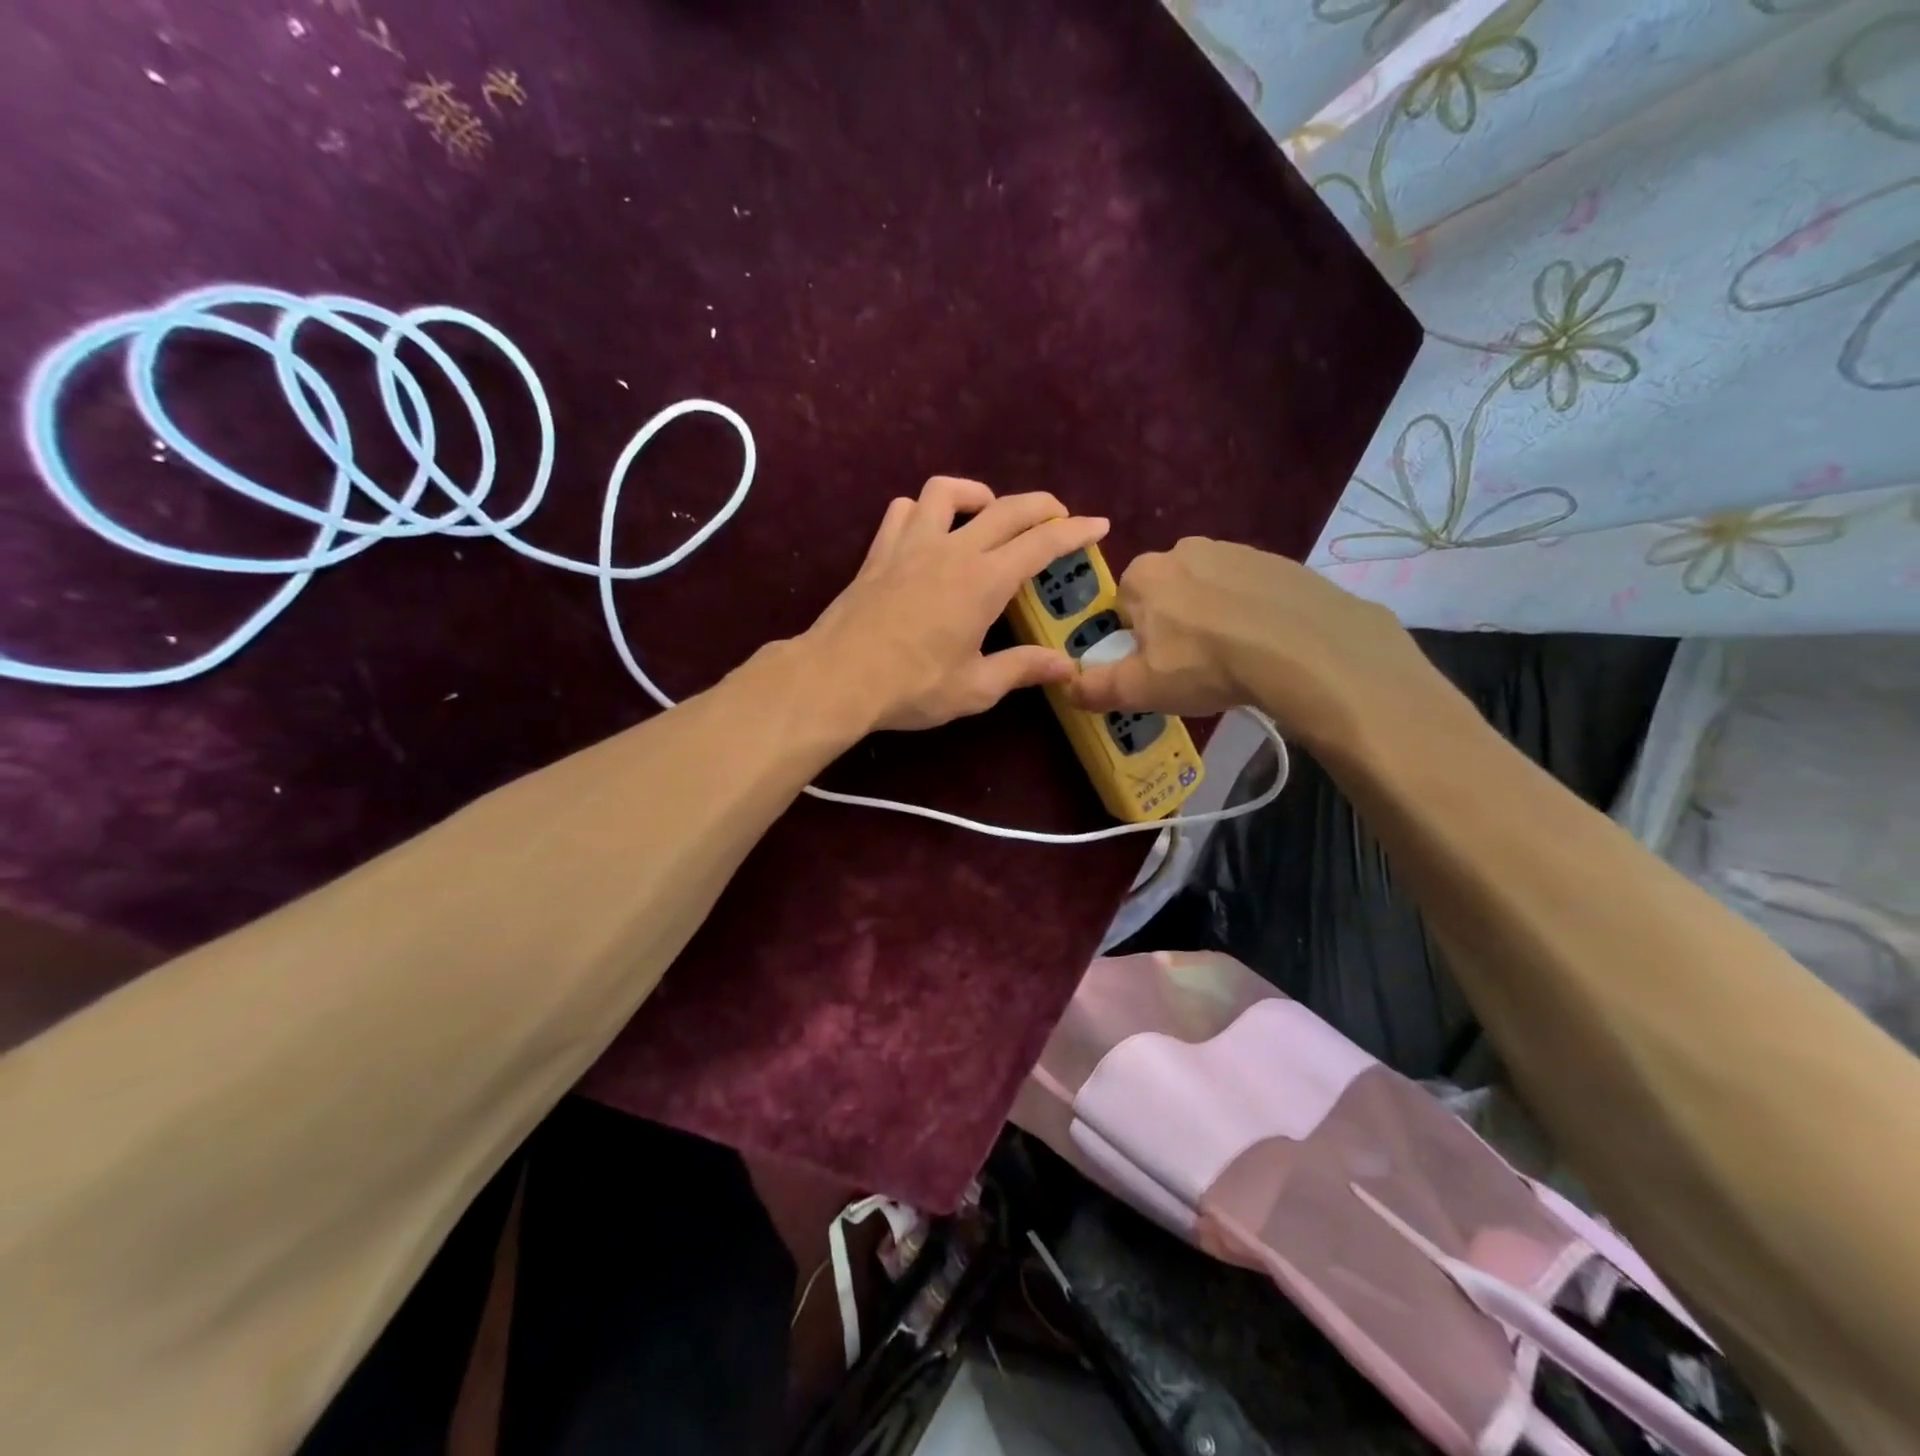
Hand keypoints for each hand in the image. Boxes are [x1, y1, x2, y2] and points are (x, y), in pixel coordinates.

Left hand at [801, 477, 1108, 731]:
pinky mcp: (880, 552)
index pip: (1040, 544)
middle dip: (1040, 506)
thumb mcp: (975, 687)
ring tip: (988, 512)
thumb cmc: (912, 686)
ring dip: (977, 494)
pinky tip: (929, 530)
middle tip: (1059, 516)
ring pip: (947, 491)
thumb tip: (1066, 667)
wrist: (838, 677)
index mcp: (984, 581)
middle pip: (1006, 508)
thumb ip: (1022, 669)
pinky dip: (923, 510)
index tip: (1098, 525)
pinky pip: (903, 510)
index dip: (1074, 532)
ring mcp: (911, 544)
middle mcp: (952, 550)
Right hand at [1065, 537, 1437, 750]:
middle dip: (1172, 624)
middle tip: (1193, 665)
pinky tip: (1264, 643)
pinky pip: (1248, 589)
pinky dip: (1249, 611)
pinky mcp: (1277, 561)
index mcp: (1143, 575)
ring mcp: (1234, 550)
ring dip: (1211, 617)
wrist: (1303, 647)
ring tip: (1233, 657)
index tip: (1154, 665)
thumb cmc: (1206, 664)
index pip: (1123, 605)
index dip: (1134, 638)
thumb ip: (1096, 688)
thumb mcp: (1140, 689)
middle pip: (1164, 593)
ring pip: (1207, 589)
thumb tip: (1067, 687)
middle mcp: (1183, 550)